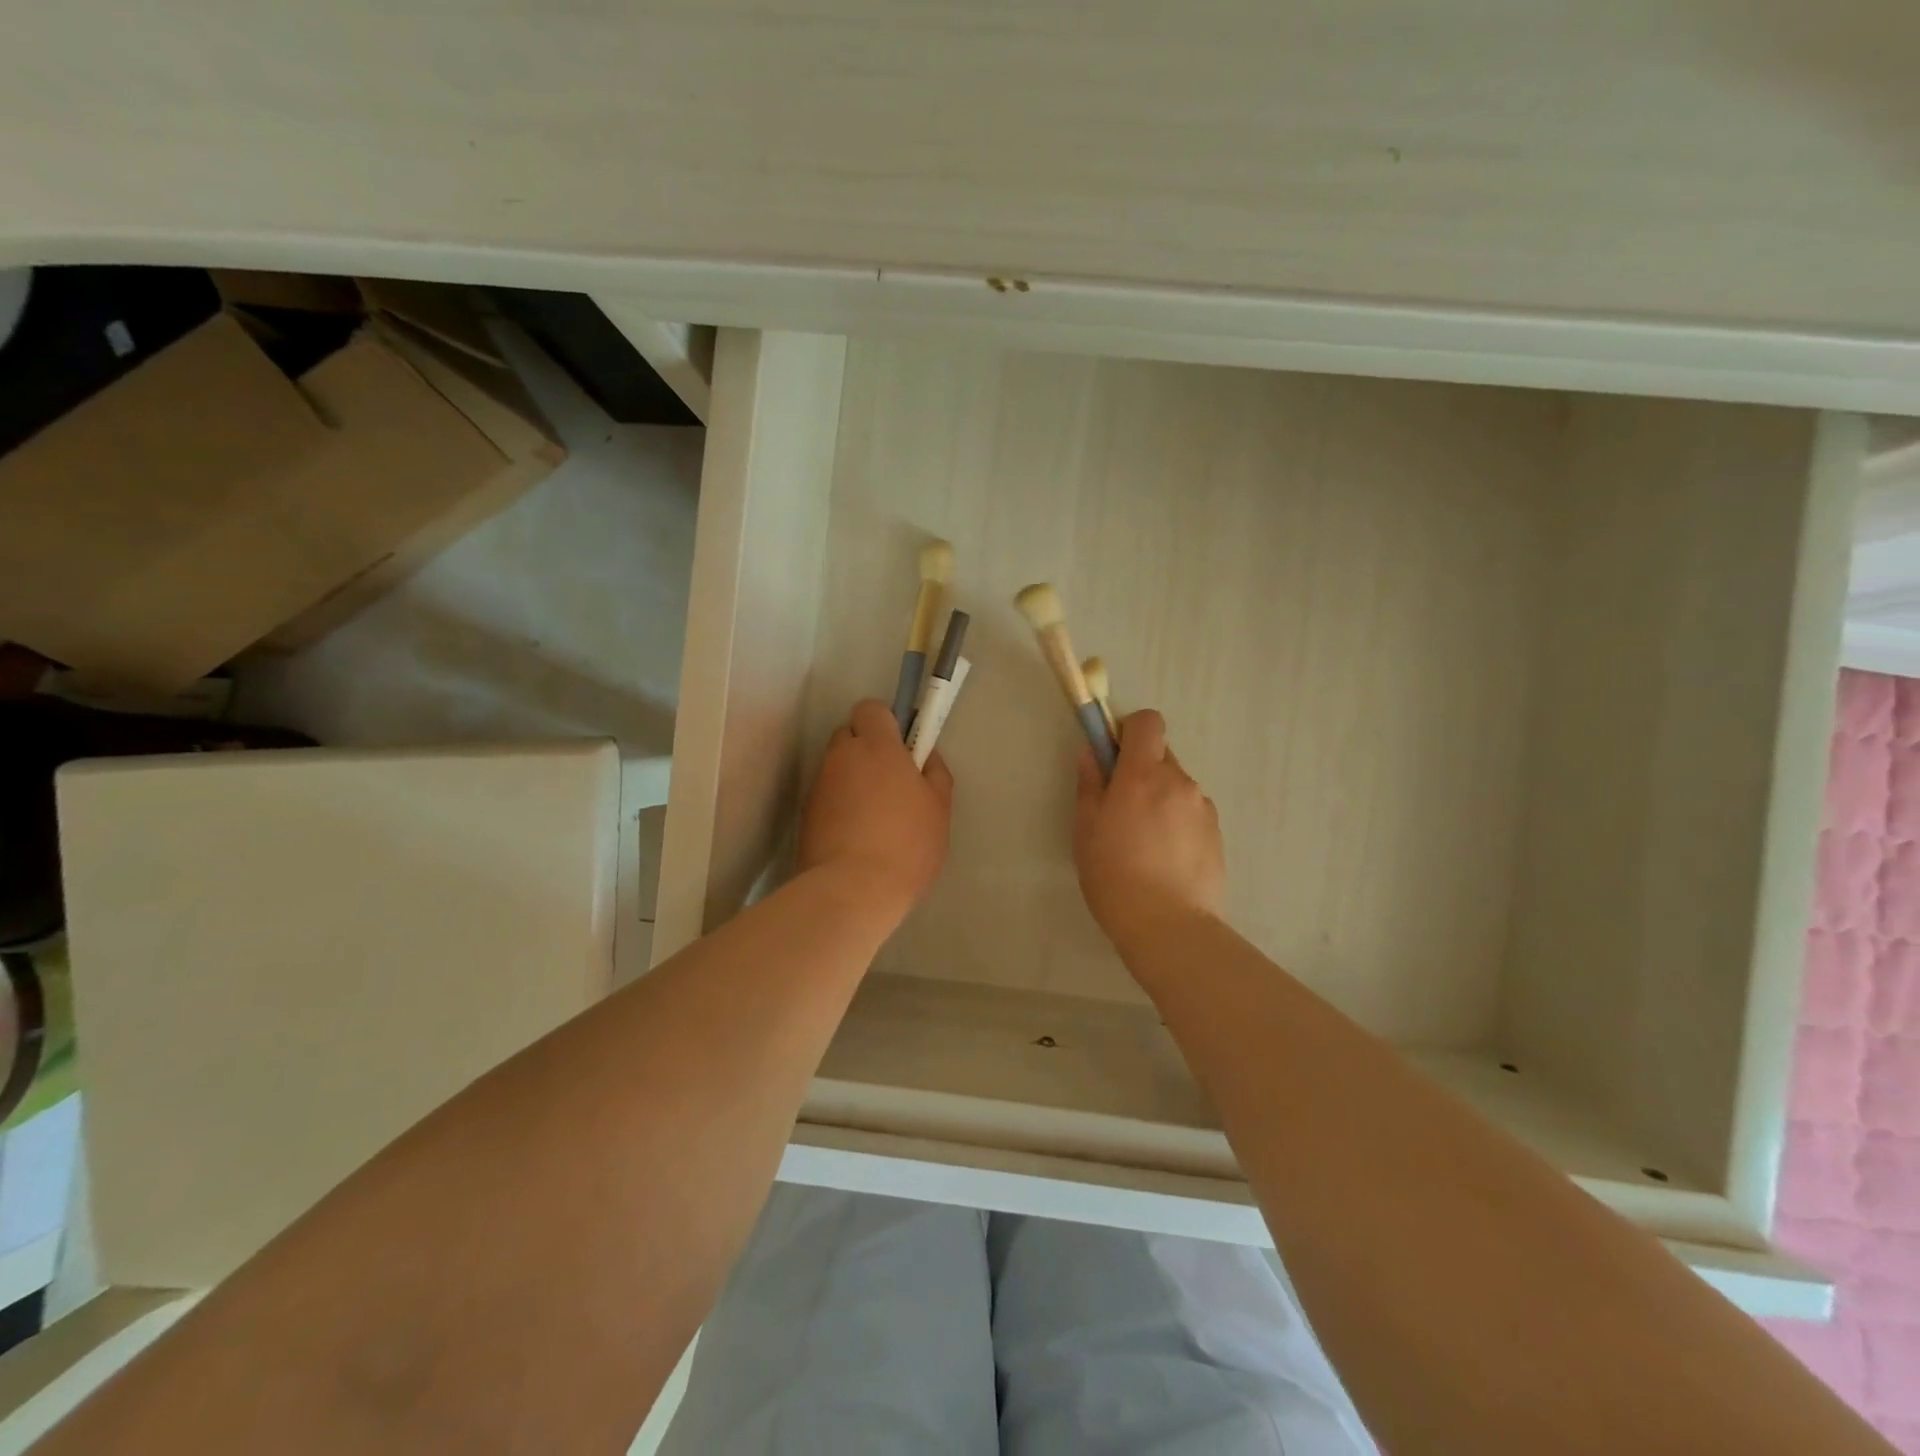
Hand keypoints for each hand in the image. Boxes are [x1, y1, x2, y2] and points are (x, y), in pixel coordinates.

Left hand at [798, 699, 953, 922]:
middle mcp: (841, 757)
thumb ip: (934, 773)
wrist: (852, 890)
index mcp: (876, 746)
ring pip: (837, 768)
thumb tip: (925, 757)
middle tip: (891, 783)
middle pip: (849, 736)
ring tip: (874, 817)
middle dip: (866, 750)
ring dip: (853, 780)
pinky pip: (827, 796)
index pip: (871, 709)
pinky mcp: (805, 814)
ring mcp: (819, 785)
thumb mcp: (939, 808)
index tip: (903, 750)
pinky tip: (856, 836)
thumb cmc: (906, 844)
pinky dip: (840, 806)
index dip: (887, 724)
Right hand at [1074, 709, 1224, 946]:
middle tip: (1122, 809)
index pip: (1148, 722)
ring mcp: (1203, 808)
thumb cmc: (1113, 873)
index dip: (1130, 731)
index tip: (1114, 757)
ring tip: (1145, 843)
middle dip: (1142, 770)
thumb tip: (1091, 752)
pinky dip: (1178, 824)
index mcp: (1143, 774)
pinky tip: (1165, 860)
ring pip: (1177, 787)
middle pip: (1162, 755)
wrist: (1167, 925)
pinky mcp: (1217, 834)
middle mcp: (1179, 781)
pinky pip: (1192, 813)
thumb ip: (1090, 784)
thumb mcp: (1086, 828)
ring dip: (1161, 799)